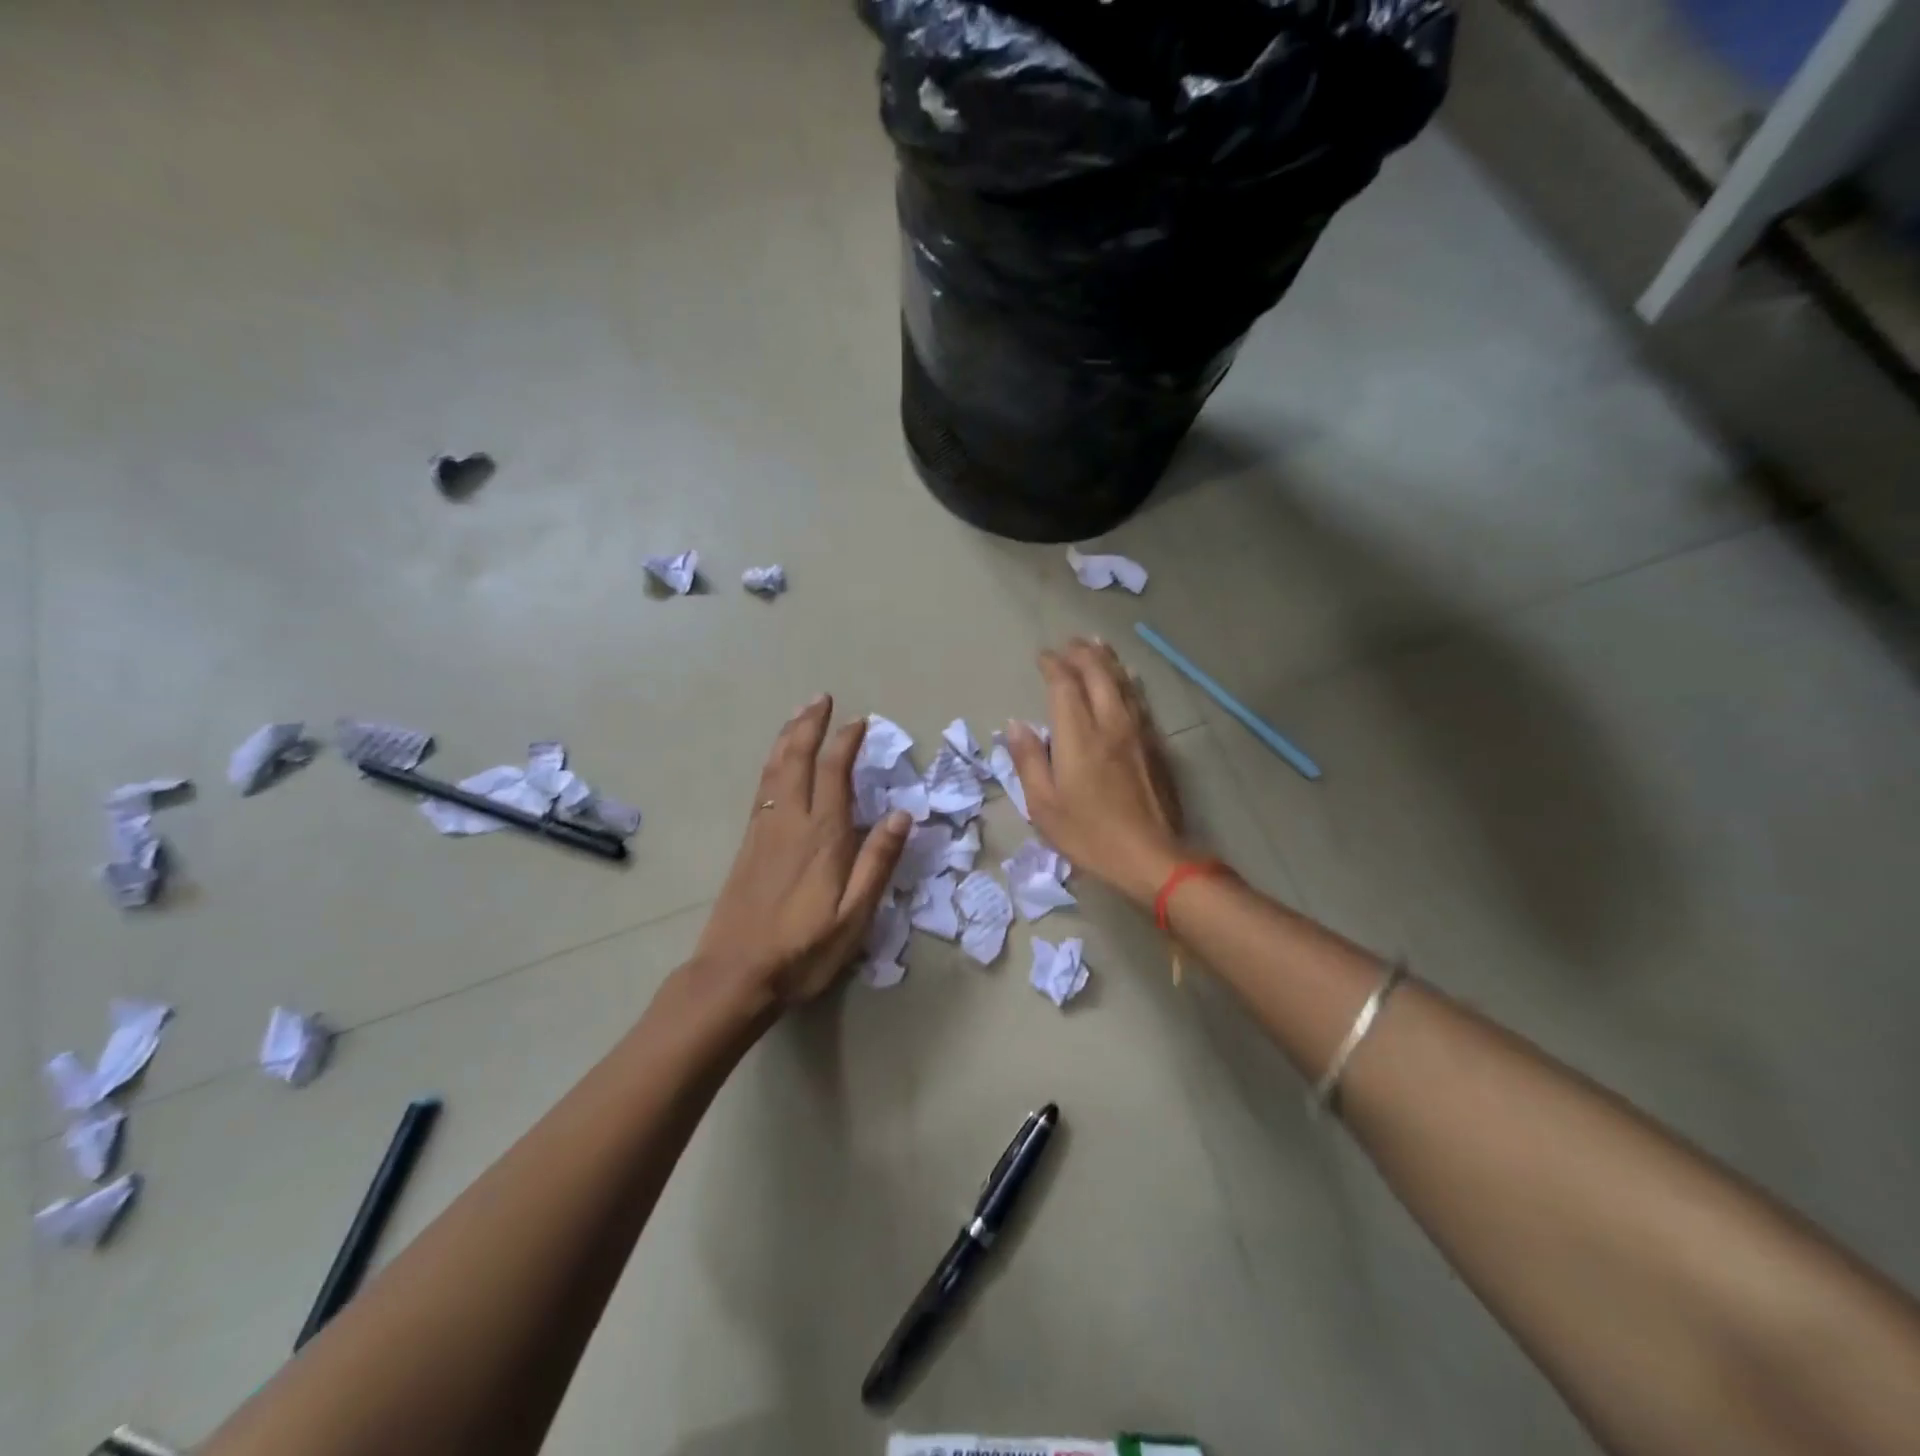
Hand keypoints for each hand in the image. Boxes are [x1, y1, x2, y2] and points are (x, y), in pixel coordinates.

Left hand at [692, 697, 911, 1011]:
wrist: (735, 974)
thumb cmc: (804, 949)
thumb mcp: (854, 915)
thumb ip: (877, 862)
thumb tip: (902, 813)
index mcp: (822, 835)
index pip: (835, 772)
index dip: (846, 742)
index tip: (860, 721)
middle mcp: (790, 821)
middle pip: (798, 758)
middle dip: (810, 725)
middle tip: (821, 698)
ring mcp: (763, 830)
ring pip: (775, 768)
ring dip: (788, 736)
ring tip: (799, 714)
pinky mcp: (748, 843)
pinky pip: (762, 786)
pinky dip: (773, 762)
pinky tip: (777, 763)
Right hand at [1005, 638, 1189, 906]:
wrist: (1151, 856)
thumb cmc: (1089, 834)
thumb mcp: (1044, 805)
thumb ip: (1028, 760)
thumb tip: (1015, 724)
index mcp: (1079, 736)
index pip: (1064, 685)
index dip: (1053, 665)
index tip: (1043, 657)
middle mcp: (1110, 723)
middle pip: (1098, 674)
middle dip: (1082, 653)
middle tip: (1069, 643)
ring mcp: (1138, 732)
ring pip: (1123, 682)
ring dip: (1107, 660)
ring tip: (1097, 645)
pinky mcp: (1156, 745)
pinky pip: (1140, 700)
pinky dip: (1128, 681)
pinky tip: (1127, 679)